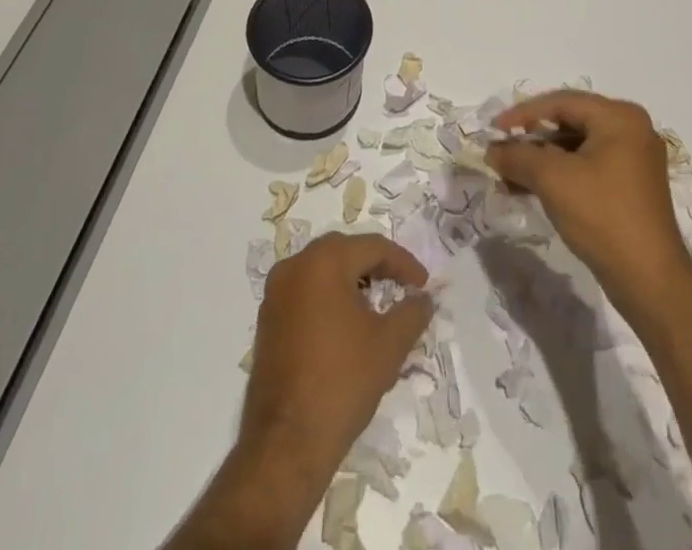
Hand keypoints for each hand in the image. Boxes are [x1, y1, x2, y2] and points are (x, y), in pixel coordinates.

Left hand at [242, 232, 432, 471]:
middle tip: (401, 287)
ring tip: (376, 305)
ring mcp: (275, 293)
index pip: (373, 247)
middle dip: (376, 266)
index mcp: (324, 261)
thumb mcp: (389, 345)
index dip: (403, 263)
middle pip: (345, 252)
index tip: (424, 285)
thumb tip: (425, 298)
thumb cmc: (342, 382)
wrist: (286, 443)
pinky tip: (345, 324)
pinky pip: (305, 292)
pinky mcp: (267, 319)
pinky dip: (329, 297)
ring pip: (322, 270)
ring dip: (352, 280)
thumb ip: (412, 312)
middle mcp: (295, 266)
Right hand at [486, 91, 691, 310]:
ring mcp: (634, 159)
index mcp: (619, 117)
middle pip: (569, 122)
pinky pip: (587, 167)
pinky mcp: (631, 186)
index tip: (492, 129)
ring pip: (576, 147)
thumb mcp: (552, 180)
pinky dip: (559, 174)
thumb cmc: (602, 216)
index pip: (561, 102)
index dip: (523, 114)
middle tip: (500, 150)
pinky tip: (531, 189)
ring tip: (508, 175)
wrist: (650, 281)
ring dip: (541, 160)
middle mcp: (631, 129)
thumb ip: (518, 156)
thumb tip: (492, 150)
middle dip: (531, 139)